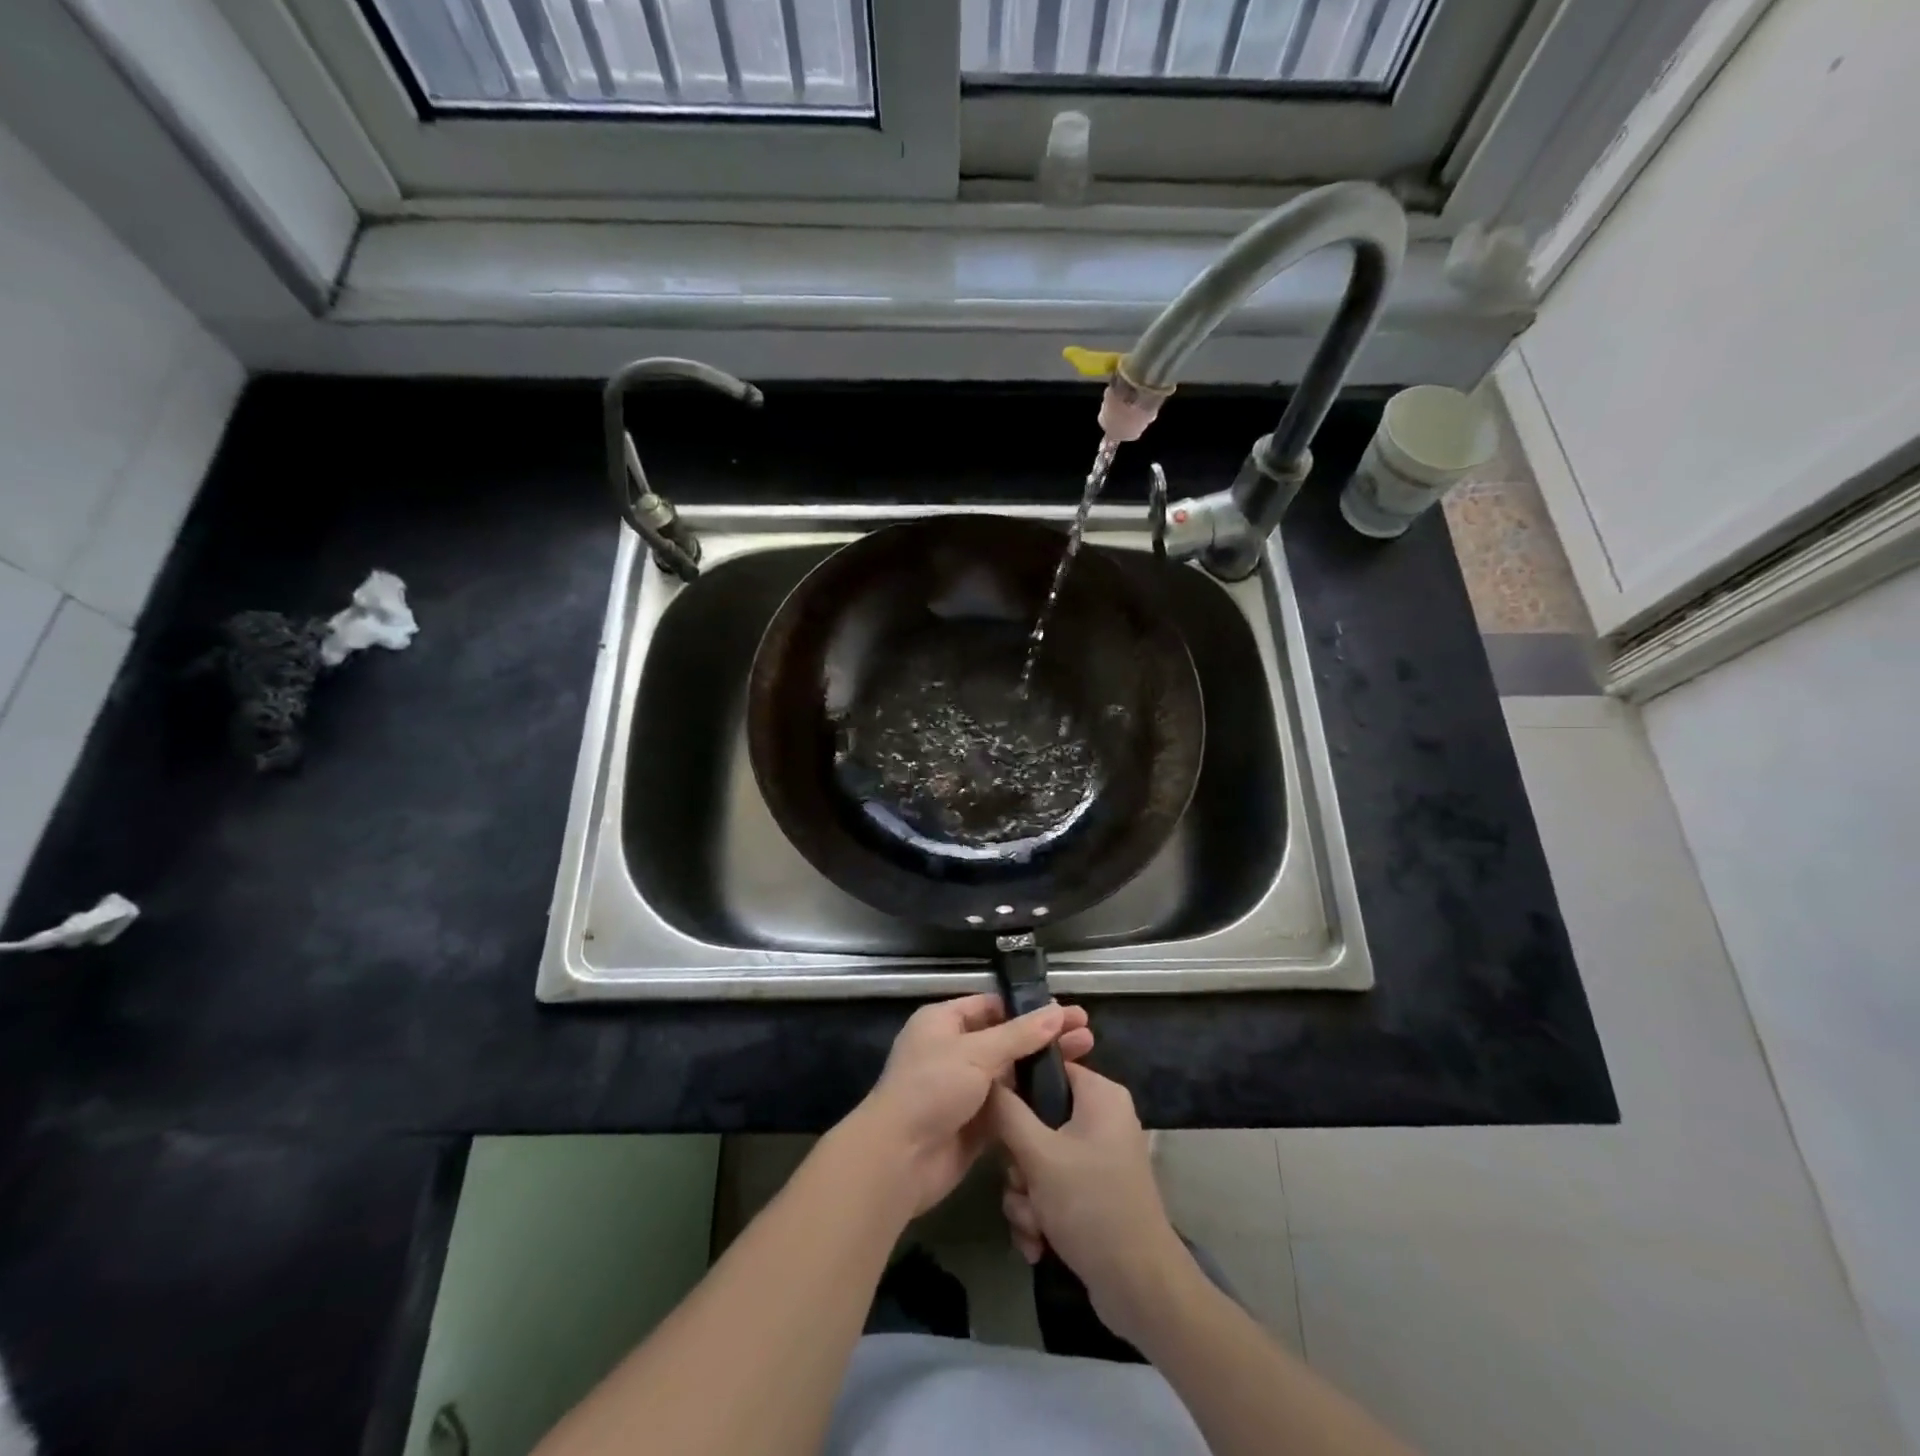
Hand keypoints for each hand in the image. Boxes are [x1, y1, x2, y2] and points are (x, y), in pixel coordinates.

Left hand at [852, 994, 1092, 1216]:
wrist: (899, 1159)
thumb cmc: (931, 1089)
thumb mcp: (975, 1053)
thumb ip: (1019, 1035)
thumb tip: (1056, 1011)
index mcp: (944, 1022)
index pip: (992, 1006)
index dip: (1028, 1008)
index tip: (1066, 1011)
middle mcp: (954, 1050)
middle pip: (1006, 1038)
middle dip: (1044, 1036)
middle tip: (1087, 1034)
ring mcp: (965, 1088)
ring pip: (1011, 1072)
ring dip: (1043, 1067)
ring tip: (1086, 1058)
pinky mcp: (976, 1123)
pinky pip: (1010, 1105)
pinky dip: (1033, 1099)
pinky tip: (1066, 1095)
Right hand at [992, 1062, 1192, 1344]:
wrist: (1139, 1289)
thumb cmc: (1091, 1205)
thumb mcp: (1039, 1155)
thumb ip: (1007, 1112)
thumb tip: (986, 1076)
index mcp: (1100, 1095)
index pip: (1048, 1068)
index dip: (1017, 1089)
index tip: (997, 1116)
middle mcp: (1101, 1119)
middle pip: (1037, 1121)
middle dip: (1020, 1165)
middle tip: (1023, 1185)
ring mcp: (1098, 1158)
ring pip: (1038, 1161)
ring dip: (1025, 1197)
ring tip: (1033, 1226)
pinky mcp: (1093, 1193)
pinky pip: (1051, 1189)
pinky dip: (1040, 1216)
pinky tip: (1039, 1244)